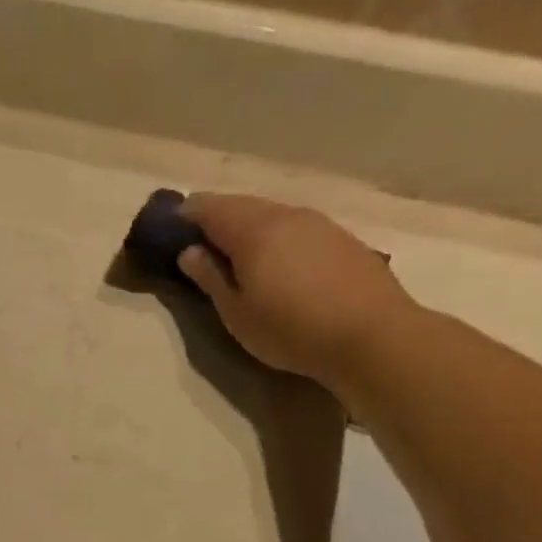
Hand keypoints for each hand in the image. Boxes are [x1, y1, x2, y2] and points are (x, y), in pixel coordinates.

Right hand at [178, 194, 420, 389]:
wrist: (372, 335)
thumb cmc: (290, 329)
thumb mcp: (236, 313)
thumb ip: (210, 277)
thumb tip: (189, 251)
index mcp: (253, 231)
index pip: (209, 207)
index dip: (186, 215)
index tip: (169, 230)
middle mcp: (285, 215)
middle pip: (241, 206)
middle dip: (215, 219)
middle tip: (198, 245)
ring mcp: (318, 223)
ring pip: (270, 215)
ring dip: (246, 228)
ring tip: (234, 257)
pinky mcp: (340, 238)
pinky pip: (294, 228)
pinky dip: (274, 237)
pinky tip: (274, 264)